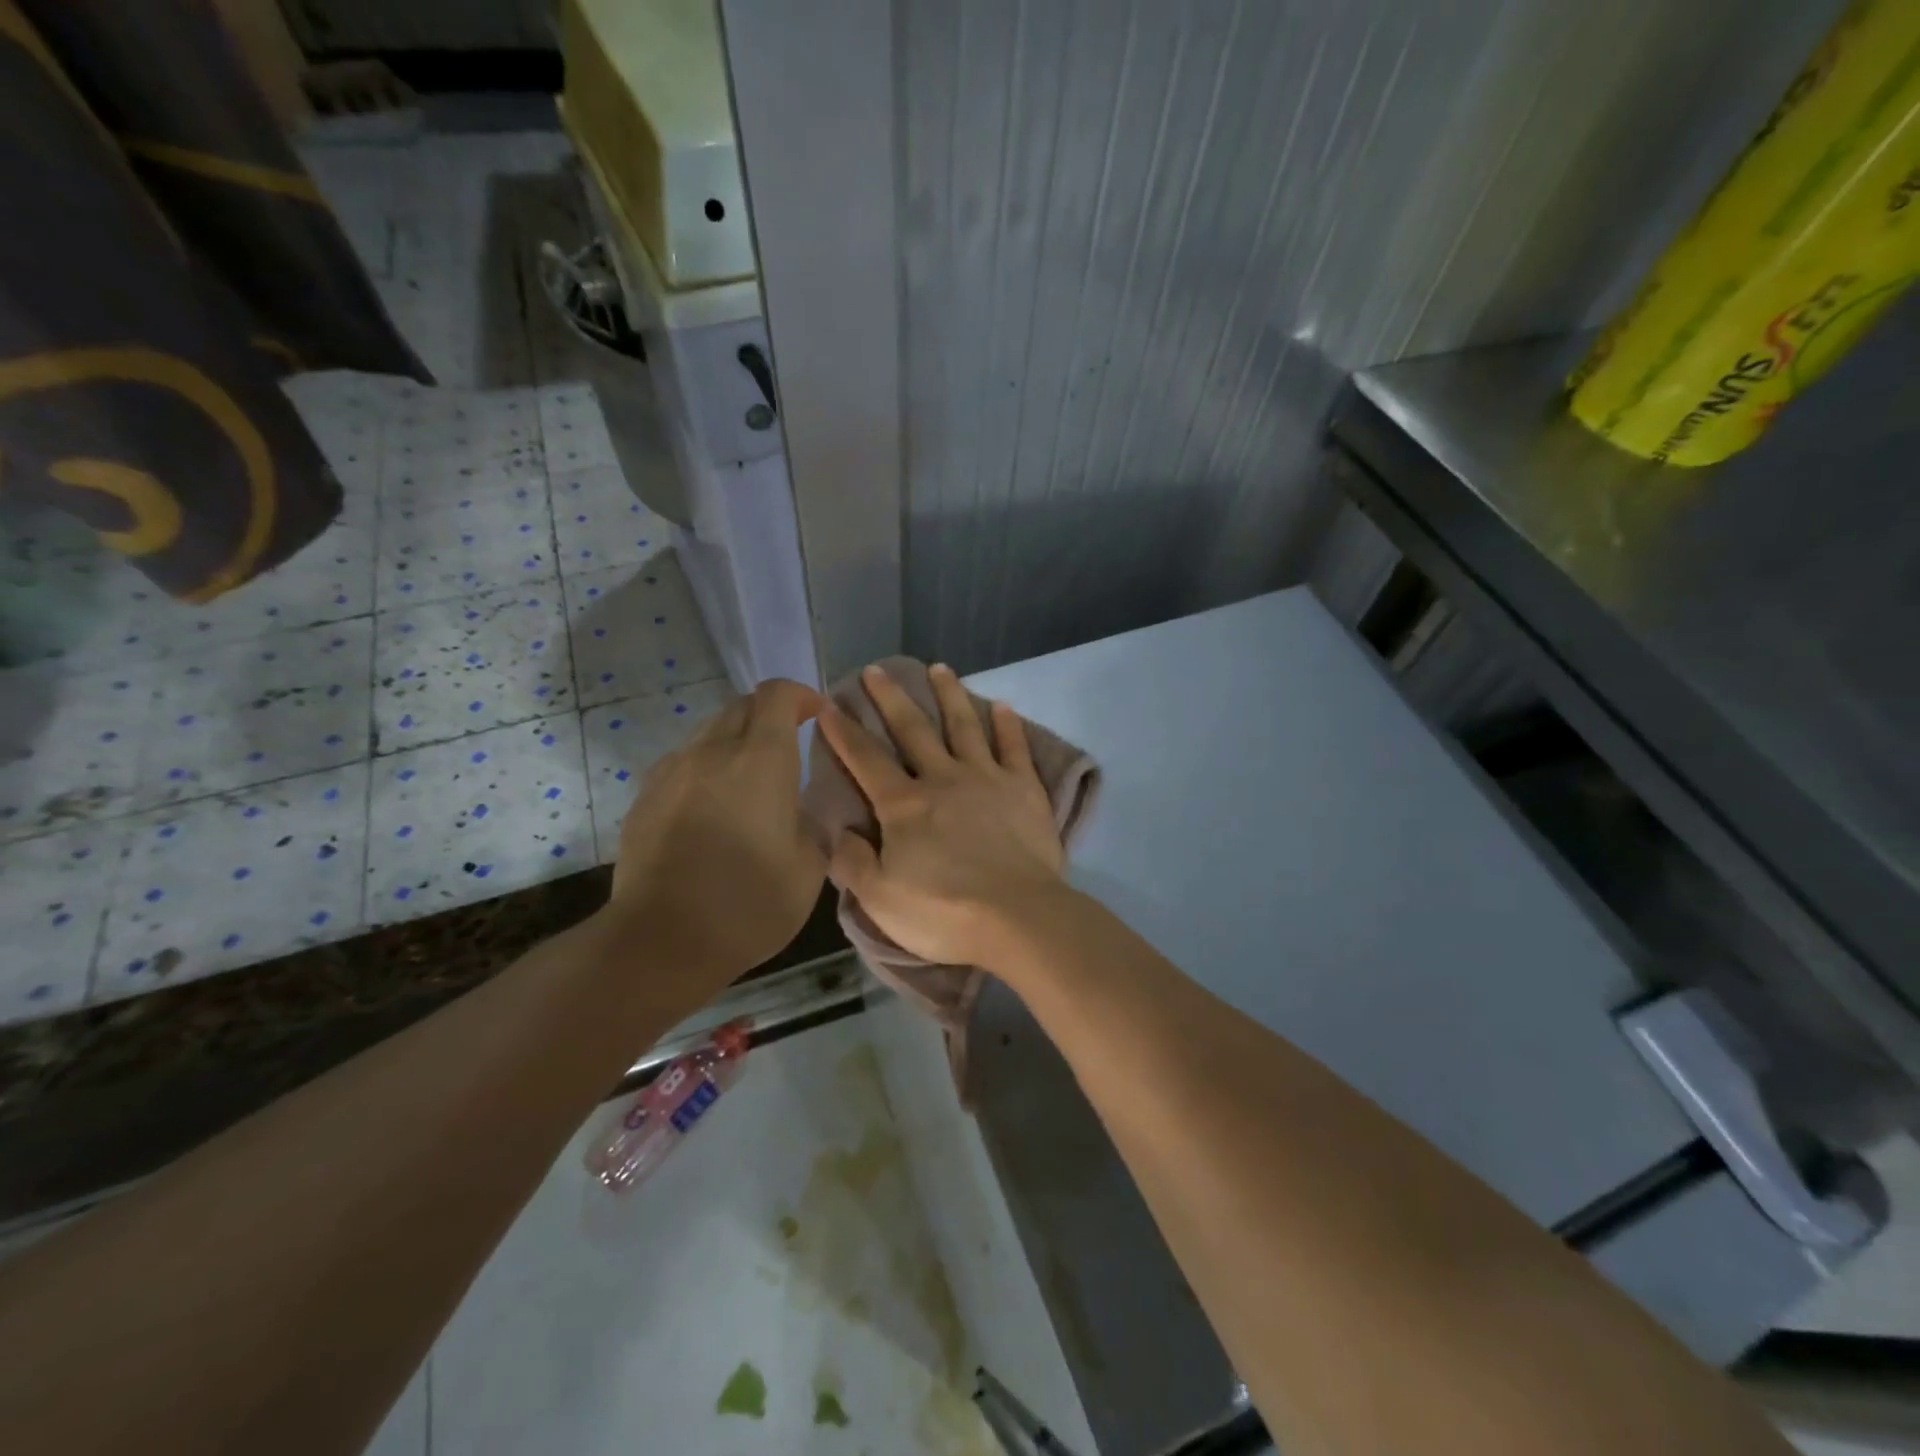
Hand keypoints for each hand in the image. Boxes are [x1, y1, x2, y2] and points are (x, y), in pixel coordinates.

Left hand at [611, 679, 825, 981]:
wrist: (661, 941)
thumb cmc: (748, 904)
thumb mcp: (810, 867)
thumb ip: (816, 823)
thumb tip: (808, 810)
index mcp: (760, 760)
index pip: (777, 695)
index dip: (801, 695)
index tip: (817, 715)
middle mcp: (712, 751)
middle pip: (741, 705)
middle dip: (770, 715)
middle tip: (789, 747)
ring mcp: (672, 771)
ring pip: (709, 732)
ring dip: (736, 740)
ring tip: (750, 780)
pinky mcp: (645, 797)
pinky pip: (683, 762)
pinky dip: (706, 767)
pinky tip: (713, 807)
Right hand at [817, 662, 1067, 967]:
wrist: (1018, 918)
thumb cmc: (944, 913)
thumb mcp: (880, 899)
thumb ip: (853, 864)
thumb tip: (838, 834)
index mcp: (903, 805)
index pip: (865, 759)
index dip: (843, 731)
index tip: (828, 703)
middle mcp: (942, 779)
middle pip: (912, 729)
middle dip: (890, 698)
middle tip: (877, 669)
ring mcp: (987, 779)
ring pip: (964, 726)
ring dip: (950, 695)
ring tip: (940, 668)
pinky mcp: (1024, 789)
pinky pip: (1014, 748)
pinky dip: (1007, 725)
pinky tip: (1002, 706)